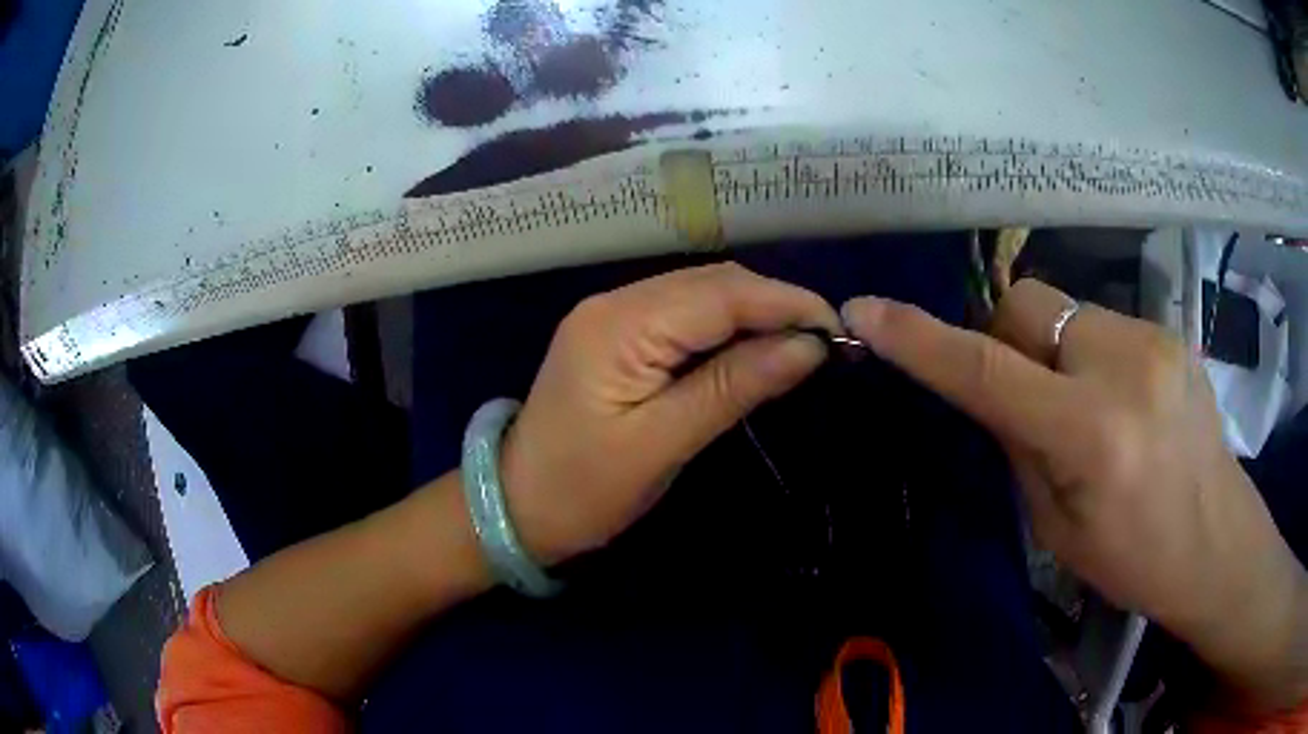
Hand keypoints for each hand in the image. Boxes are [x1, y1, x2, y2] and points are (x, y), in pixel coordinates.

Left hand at [502, 264, 838, 565]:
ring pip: (700, 293)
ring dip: (754, 312)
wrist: (516, 506)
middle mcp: (614, 303)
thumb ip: (734, 386)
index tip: (839, 328)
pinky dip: (725, 325)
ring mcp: (611, 314)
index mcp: (619, 325)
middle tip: (826, 340)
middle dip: (774, 304)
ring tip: (802, 343)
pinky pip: (682, 313)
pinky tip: (753, 346)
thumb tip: (808, 347)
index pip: (720, 294)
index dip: (785, 303)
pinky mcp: (615, 334)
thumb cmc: (584, 489)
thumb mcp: (662, 444)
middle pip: (712, 283)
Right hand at [843, 279, 1307, 712]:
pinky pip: (1102, 323)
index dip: (921, 341)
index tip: (866, 310)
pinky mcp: (1170, 330)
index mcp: (1092, 437)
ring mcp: (1154, 338)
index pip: (988, 373)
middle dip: (1007, 342)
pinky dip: (1091, 355)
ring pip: (1064, 311)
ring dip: (1054, 352)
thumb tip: (997, 392)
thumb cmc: (1135, 559)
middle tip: (1029, 400)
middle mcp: (1125, 367)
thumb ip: (1022, 448)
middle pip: (1025, 307)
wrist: (1219, 542)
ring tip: (1089, 409)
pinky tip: (1124, 403)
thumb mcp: (1059, 529)